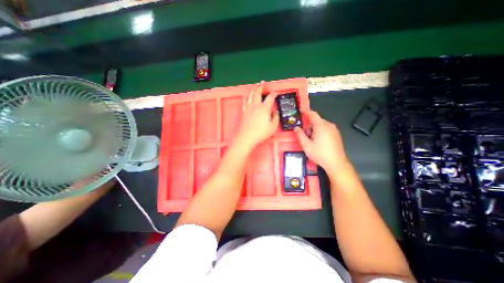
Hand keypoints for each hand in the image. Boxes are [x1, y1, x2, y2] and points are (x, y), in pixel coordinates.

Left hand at [235, 81, 279, 148]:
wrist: (246, 137)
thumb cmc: (260, 133)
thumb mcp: (273, 127)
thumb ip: (276, 117)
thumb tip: (275, 112)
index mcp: (264, 108)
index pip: (270, 97)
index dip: (274, 94)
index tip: (276, 93)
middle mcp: (256, 106)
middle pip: (258, 92)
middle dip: (261, 86)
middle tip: (263, 83)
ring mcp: (248, 108)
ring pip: (251, 95)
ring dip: (254, 89)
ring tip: (256, 86)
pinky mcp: (244, 112)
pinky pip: (245, 101)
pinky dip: (247, 96)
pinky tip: (248, 96)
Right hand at [294, 109, 349, 172]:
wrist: (336, 163)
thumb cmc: (320, 153)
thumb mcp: (306, 145)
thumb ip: (300, 135)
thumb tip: (296, 128)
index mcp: (321, 126)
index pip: (313, 114)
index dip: (306, 111)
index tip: (300, 110)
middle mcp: (329, 125)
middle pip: (316, 121)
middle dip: (309, 126)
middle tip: (305, 136)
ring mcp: (334, 130)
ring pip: (321, 125)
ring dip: (314, 130)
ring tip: (312, 141)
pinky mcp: (337, 135)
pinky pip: (326, 129)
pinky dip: (320, 132)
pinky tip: (319, 142)